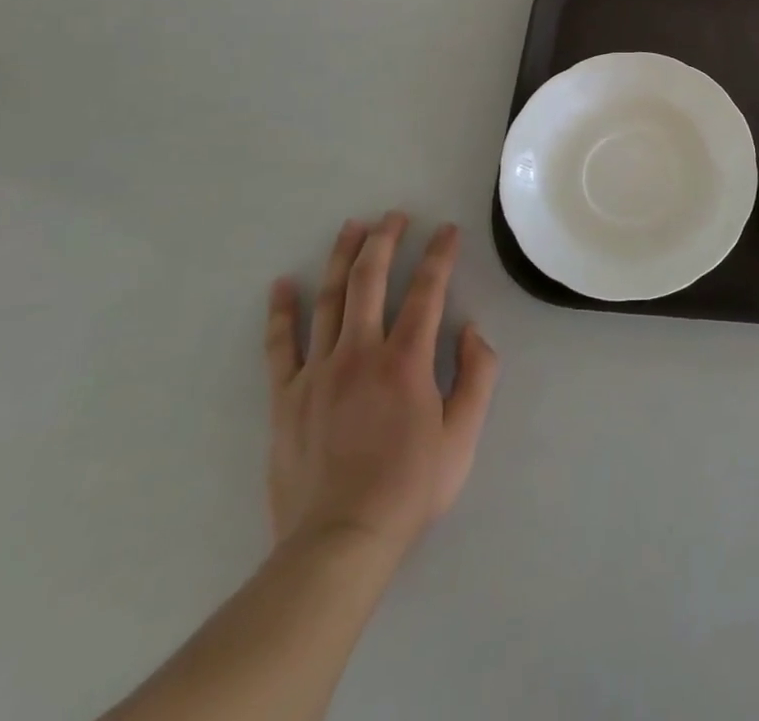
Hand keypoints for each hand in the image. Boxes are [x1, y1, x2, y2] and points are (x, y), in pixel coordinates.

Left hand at [264, 214, 498, 566]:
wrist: (337, 542)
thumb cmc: (408, 488)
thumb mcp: (463, 436)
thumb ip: (477, 375)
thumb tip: (472, 329)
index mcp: (406, 360)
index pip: (427, 290)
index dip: (440, 254)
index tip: (447, 229)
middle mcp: (360, 353)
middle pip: (371, 280)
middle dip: (385, 240)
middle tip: (395, 216)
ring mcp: (318, 372)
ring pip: (329, 300)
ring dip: (342, 258)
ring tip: (351, 227)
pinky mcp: (286, 397)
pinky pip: (280, 345)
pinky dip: (281, 311)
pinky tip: (282, 284)